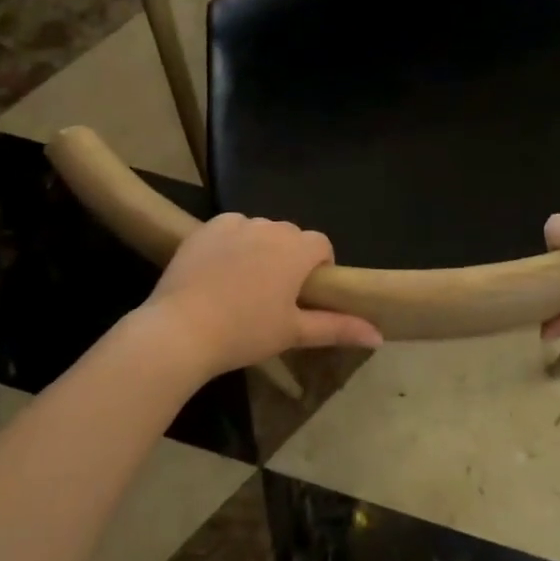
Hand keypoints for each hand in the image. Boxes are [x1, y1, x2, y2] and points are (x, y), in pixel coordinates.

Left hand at [145, 214, 381, 377]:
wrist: (180, 330)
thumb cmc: (244, 333)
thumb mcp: (294, 333)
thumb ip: (338, 328)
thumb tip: (379, 336)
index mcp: (296, 250)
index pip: (321, 244)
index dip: (319, 265)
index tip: (305, 293)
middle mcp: (270, 227)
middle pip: (291, 235)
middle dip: (289, 257)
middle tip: (274, 294)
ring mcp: (236, 224)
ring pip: (260, 230)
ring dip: (261, 248)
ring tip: (243, 284)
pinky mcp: (207, 228)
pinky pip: (231, 228)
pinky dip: (232, 242)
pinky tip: (219, 271)